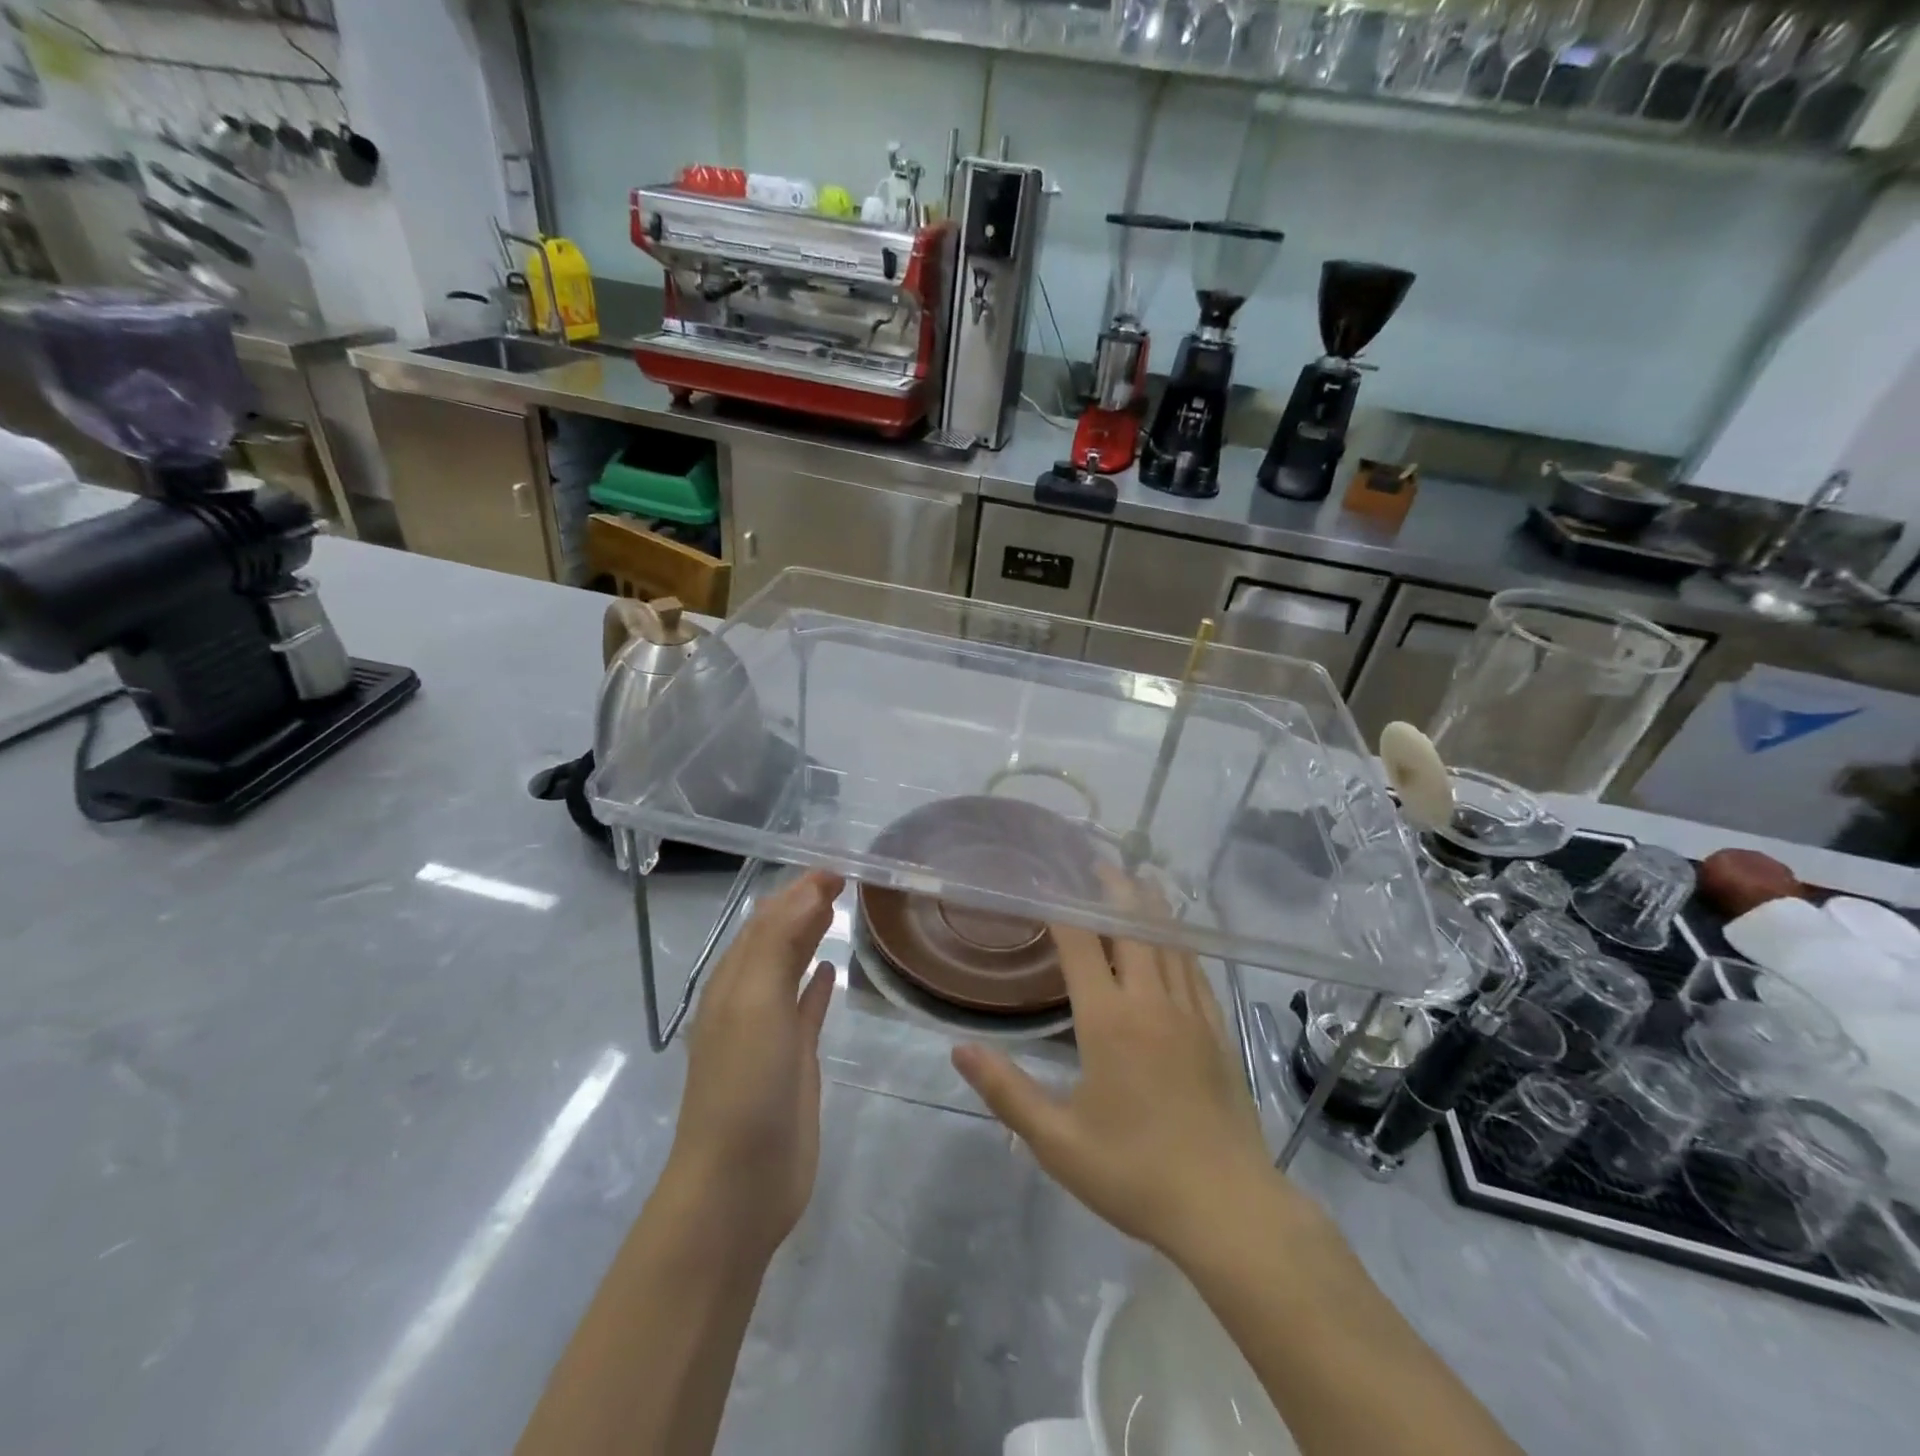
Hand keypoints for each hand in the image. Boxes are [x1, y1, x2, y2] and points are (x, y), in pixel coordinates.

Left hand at [665, 869, 843, 1257]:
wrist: (739, 1184)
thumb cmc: (745, 1085)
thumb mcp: (754, 1002)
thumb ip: (778, 942)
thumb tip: (808, 889)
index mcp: (733, 983)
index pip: (765, 920)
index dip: (796, 890)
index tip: (835, 867)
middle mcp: (747, 1000)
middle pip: (776, 939)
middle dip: (802, 905)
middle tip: (841, 880)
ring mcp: (770, 1033)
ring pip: (790, 969)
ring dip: (808, 937)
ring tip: (836, 909)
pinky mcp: (794, 1062)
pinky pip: (806, 1009)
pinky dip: (816, 984)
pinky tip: (832, 969)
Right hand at [951, 900, 1281, 1263]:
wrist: (1227, 1208)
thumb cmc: (1134, 1173)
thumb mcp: (1058, 1140)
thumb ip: (1006, 1091)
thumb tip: (959, 1049)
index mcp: (1108, 1020)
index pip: (1080, 944)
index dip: (1060, 907)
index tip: (1044, 882)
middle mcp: (1150, 1002)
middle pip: (1133, 926)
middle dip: (1113, 889)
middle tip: (1095, 862)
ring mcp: (1190, 1013)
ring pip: (1169, 940)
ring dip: (1150, 905)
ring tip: (1136, 879)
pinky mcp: (1216, 1030)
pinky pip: (1194, 969)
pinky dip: (1179, 941)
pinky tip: (1174, 939)